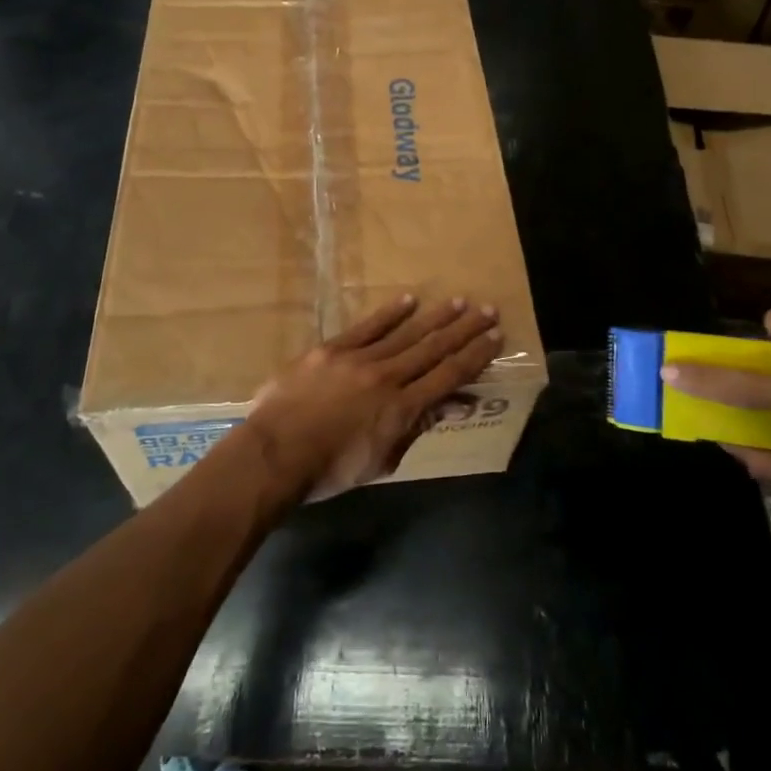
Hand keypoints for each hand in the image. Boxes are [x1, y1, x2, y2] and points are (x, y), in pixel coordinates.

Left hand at [242, 294, 503, 500]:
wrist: (275, 454)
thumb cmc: (330, 470)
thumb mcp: (381, 461)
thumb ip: (414, 428)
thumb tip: (450, 406)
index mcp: (402, 409)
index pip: (448, 376)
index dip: (475, 356)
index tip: (495, 337)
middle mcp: (387, 377)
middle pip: (433, 348)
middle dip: (464, 329)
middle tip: (488, 310)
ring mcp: (358, 359)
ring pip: (405, 333)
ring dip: (435, 317)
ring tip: (458, 302)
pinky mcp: (331, 349)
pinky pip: (366, 327)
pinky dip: (389, 313)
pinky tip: (409, 300)